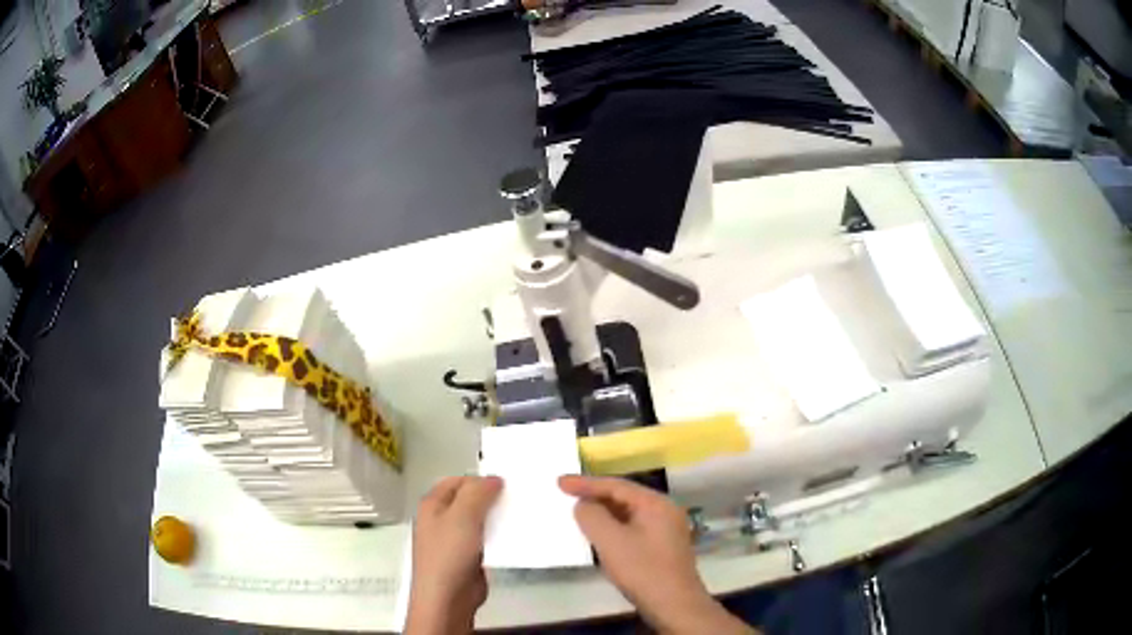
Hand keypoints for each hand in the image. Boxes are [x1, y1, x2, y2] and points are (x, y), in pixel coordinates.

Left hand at [406, 475, 502, 634]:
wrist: (448, 597)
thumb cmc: (450, 553)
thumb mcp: (463, 516)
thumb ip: (478, 493)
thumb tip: (494, 479)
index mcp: (432, 504)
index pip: (458, 480)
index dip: (480, 479)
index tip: (507, 483)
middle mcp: (440, 519)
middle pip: (468, 499)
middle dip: (491, 498)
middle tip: (518, 496)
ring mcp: (453, 539)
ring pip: (478, 520)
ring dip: (497, 517)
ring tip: (521, 514)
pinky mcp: (467, 556)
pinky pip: (485, 539)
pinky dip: (498, 536)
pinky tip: (515, 536)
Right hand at [559, 476, 754, 633]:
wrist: (674, 604)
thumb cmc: (642, 570)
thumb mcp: (610, 541)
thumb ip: (592, 516)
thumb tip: (584, 504)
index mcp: (655, 503)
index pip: (616, 486)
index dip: (586, 483)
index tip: (560, 482)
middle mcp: (665, 510)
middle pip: (624, 497)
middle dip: (595, 496)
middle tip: (568, 494)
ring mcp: (667, 529)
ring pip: (629, 514)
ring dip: (604, 513)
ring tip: (580, 513)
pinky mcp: (663, 547)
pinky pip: (634, 528)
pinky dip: (614, 527)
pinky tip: (600, 536)